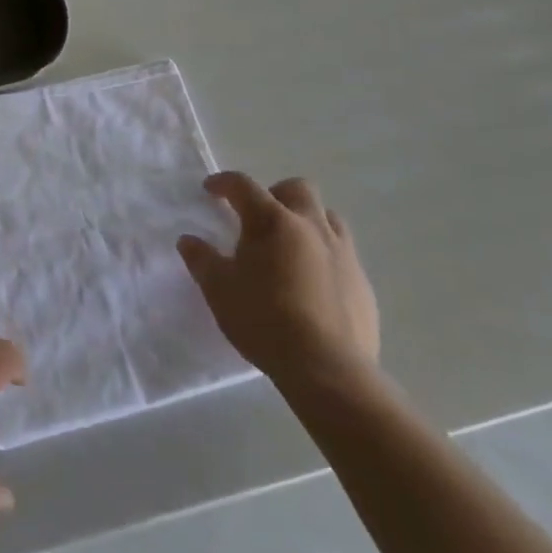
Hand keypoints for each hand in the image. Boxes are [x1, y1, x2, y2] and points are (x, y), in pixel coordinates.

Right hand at [179, 173, 378, 387]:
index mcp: (273, 221)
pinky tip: (314, 285)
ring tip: (291, 247)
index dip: (224, 183)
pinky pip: (344, 256)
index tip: (211, 189)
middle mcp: (311, 226)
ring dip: (308, 222)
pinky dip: (326, 258)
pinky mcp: (363, 284)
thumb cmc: (264, 320)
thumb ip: (202, 260)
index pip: (244, 186)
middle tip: (259, 218)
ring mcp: (343, 254)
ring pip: (329, 218)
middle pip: (298, 189)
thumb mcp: (219, 290)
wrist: (328, 369)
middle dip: (276, 194)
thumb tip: (188, 241)